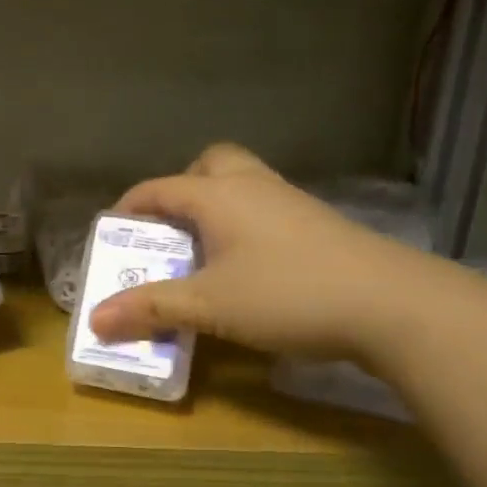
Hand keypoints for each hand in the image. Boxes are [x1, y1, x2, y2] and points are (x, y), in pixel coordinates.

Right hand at [89, 143, 446, 360]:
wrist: (391, 304)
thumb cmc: (288, 295)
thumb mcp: (210, 307)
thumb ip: (152, 309)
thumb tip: (95, 320)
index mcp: (219, 196)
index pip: (159, 188)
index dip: (128, 208)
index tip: (110, 235)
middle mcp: (253, 187)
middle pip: (209, 165)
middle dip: (181, 190)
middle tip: (169, 231)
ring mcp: (291, 203)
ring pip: (242, 185)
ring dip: (215, 208)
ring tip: (203, 253)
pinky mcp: (318, 226)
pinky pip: (267, 210)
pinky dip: (245, 227)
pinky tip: (248, 268)